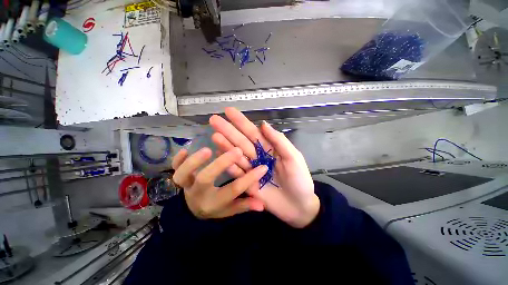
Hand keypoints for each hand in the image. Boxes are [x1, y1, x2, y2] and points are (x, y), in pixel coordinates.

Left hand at [172, 147, 267, 218]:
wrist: (193, 209)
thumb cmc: (214, 207)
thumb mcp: (230, 210)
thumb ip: (244, 205)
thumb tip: (262, 205)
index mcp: (213, 203)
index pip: (233, 191)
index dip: (249, 179)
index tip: (262, 167)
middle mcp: (198, 193)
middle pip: (206, 179)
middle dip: (221, 164)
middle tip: (236, 151)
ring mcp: (186, 185)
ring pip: (183, 174)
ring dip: (194, 161)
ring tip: (208, 149)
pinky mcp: (180, 177)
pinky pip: (173, 168)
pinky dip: (177, 159)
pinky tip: (186, 149)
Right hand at [209, 107, 319, 227]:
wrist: (299, 206)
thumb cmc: (299, 180)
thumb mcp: (293, 157)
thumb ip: (279, 141)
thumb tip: (263, 123)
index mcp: (269, 148)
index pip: (253, 132)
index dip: (241, 121)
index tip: (229, 111)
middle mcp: (258, 156)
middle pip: (241, 141)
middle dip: (228, 130)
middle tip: (214, 119)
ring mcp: (251, 169)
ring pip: (236, 154)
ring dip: (225, 144)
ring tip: (214, 135)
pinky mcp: (247, 182)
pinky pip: (236, 171)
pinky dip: (228, 162)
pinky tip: (218, 153)